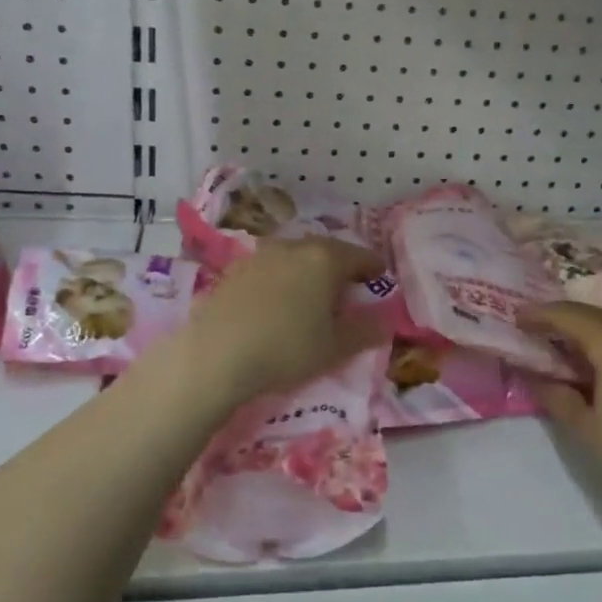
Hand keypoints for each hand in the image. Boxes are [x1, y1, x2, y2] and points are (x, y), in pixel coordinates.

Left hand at [175, 237, 388, 408]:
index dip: (374, 268)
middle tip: (348, 289)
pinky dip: (281, 280)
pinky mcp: (234, 270)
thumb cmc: (286, 348)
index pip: (360, 256)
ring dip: (308, 272)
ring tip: (312, 296)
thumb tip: (385, 320)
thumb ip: (365, 331)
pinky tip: (277, 303)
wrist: (216, 354)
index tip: (381, 278)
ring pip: (295, 258)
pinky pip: (270, 270)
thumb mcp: (335, 347)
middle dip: (340, 267)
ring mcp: (260, 255)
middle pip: (326, 252)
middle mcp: (293, 247)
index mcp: (325, 259)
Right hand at [523, 302, 601, 546]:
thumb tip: (536, 377)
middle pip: (598, 317)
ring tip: (574, 349)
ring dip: (596, 333)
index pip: (570, 316)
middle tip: (541, 330)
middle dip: (567, 320)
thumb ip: (556, 395)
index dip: (541, 314)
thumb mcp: (586, 428)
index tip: (518, 318)